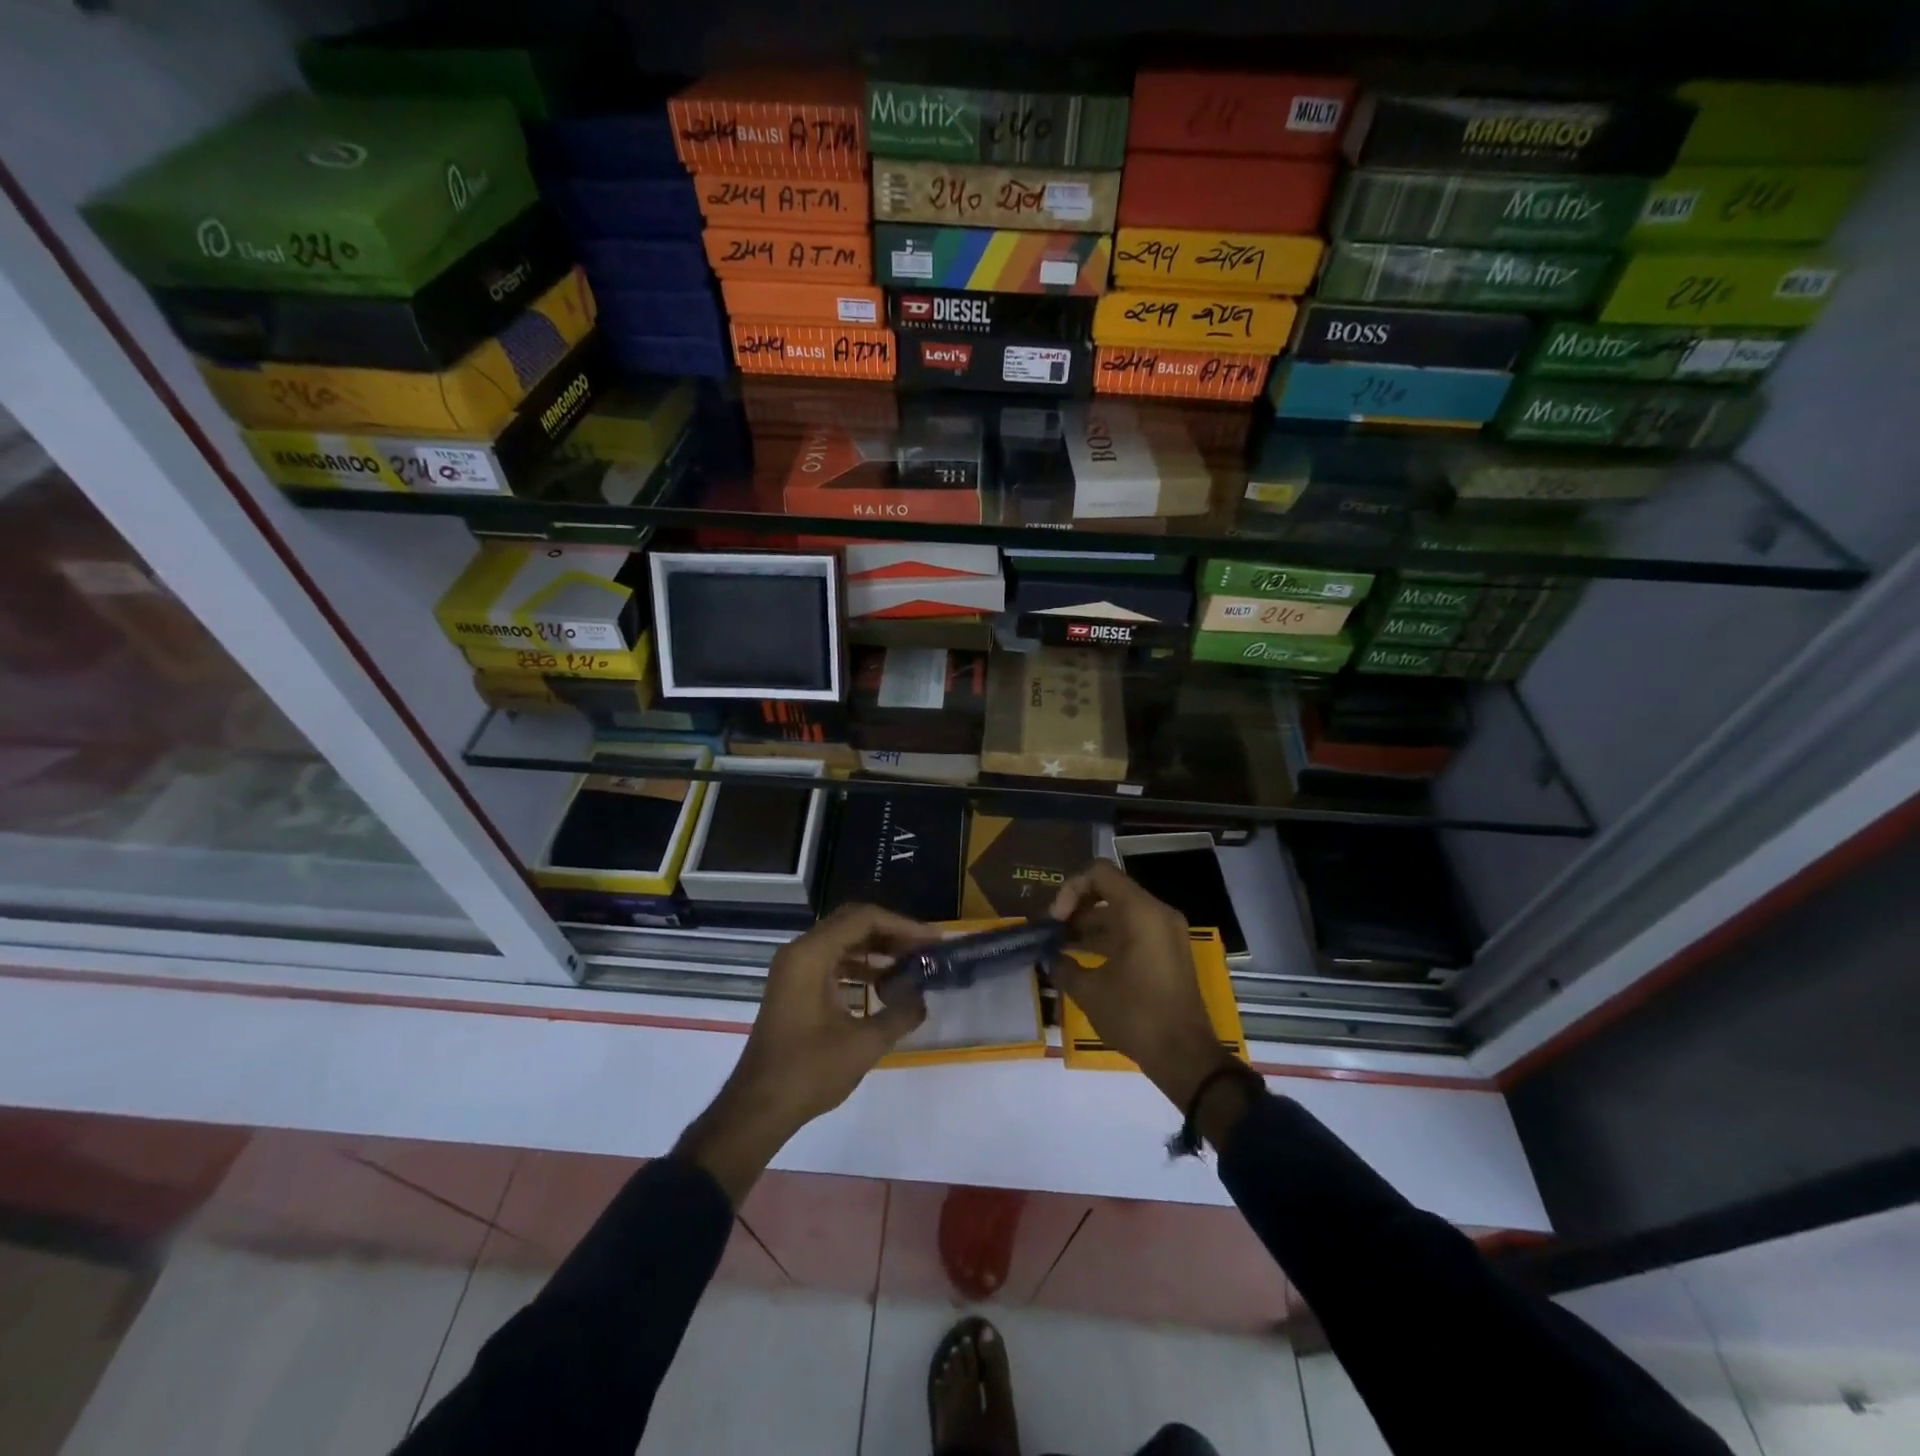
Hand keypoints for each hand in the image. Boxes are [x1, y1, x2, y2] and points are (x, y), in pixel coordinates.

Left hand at [678, 904, 933, 1202]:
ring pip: (843, 941)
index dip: (903, 926)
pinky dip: (860, 966)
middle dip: (892, 933)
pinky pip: (833, 960)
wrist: (757, 1108)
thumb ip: (900, 1014)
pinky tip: (884, 985)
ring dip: (877, 949)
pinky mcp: (795, 986)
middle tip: (924, 949)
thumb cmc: (808, 1072)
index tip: (932, 941)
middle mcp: (800, 951)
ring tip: (911, 965)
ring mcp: (794, 968)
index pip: (864, 919)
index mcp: (811, 954)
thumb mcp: (864, 1044)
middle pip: (853, 923)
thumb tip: (922, 997)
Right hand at [1049, 860, 1238, 1113]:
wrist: (1185, 1056)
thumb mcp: (1089, 992)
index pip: (1099, 873)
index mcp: (1140, 912)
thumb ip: (1064, 967)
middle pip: (1109, 891)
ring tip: (1061, 948)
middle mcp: (1157, 914)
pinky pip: (1133, 932)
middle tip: (1053, 933)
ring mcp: (1166, 933)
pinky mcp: (1168, 953)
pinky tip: (1083, 961)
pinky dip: (1108, 940)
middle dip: (1077, 909)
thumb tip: (1052, 959)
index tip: (1056, 920)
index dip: (1070, 889)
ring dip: (1090, 927)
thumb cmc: (1136, 1016)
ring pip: (1120, 913)